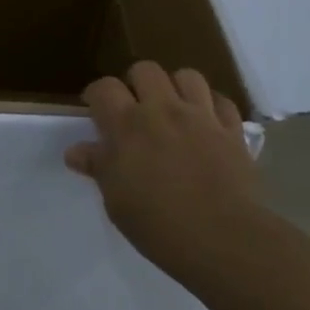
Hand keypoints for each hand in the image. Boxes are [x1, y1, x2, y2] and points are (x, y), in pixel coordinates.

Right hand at [67, 62, 260, 274]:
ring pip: (187, 76)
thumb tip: (76, 152)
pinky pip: (223, 102)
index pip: (103, 88)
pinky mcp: (233, 132)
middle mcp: (162, 110)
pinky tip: (208, 122)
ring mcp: (201, 117)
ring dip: (176, 88)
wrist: (224, 239)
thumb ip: (98, 167)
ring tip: (174, 109)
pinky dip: (213, 106)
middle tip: (136, 109)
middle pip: (145, 69)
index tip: (95, 111)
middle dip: (136, 83)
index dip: (96, 95)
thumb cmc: (158, 224)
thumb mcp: (116, 200)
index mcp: (127, 125)